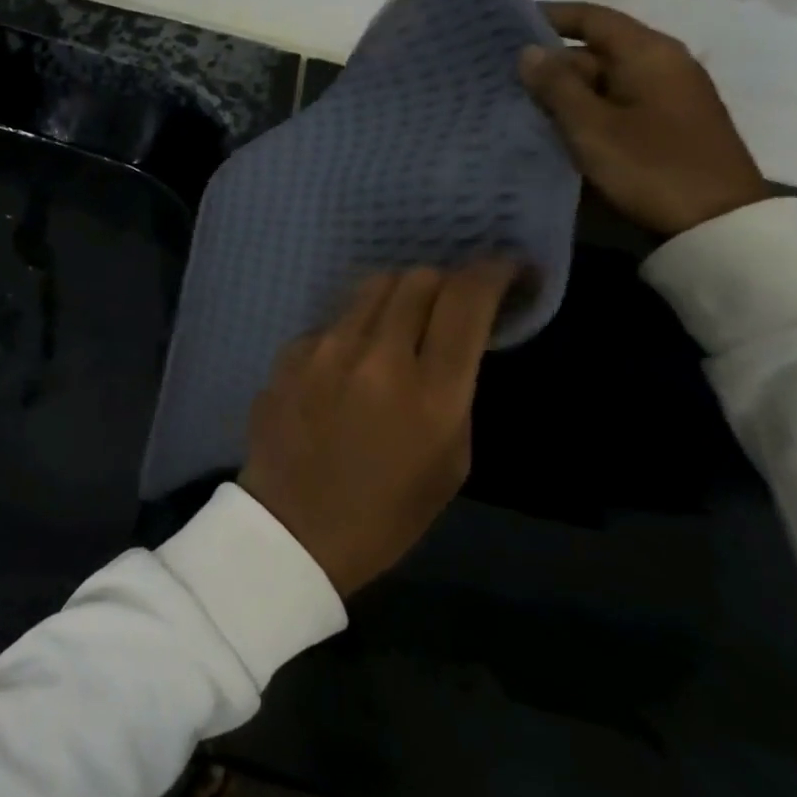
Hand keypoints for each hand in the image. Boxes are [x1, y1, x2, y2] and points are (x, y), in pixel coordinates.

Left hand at [238, 262, 515, 597]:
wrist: (292, 528)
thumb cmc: (385, 513)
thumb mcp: (449, 462)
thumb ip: (454, 391)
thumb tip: (450, 341)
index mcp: (430, 392)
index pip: (466, 300)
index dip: (493, 273)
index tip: (507, 268)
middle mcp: (376, 354)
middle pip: (417, 279)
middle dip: (444, 283)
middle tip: (451, 304)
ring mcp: (324, 347)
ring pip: (371, 288)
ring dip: (397, 296)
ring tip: (401, 323)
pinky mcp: (288, 351)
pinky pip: (332, 320)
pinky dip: (353, 329)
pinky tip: (349, 363)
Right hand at [518, 2, 770, 237]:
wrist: (716, 224)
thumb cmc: (650, 166)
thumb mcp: (591, 126)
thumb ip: (556, 85)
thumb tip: (528, 51)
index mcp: (649, 53)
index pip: (592, 17)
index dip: (549, 16)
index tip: (506, 25)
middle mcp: (662, 64)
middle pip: (596, 49)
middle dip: (549, 61)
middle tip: (499, 76)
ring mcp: (667, 96)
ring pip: (602, 79)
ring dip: (562, 89)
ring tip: (515, 102)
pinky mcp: (665, 124)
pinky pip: (614, 103)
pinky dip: (582, 108)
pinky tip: (551, 126)